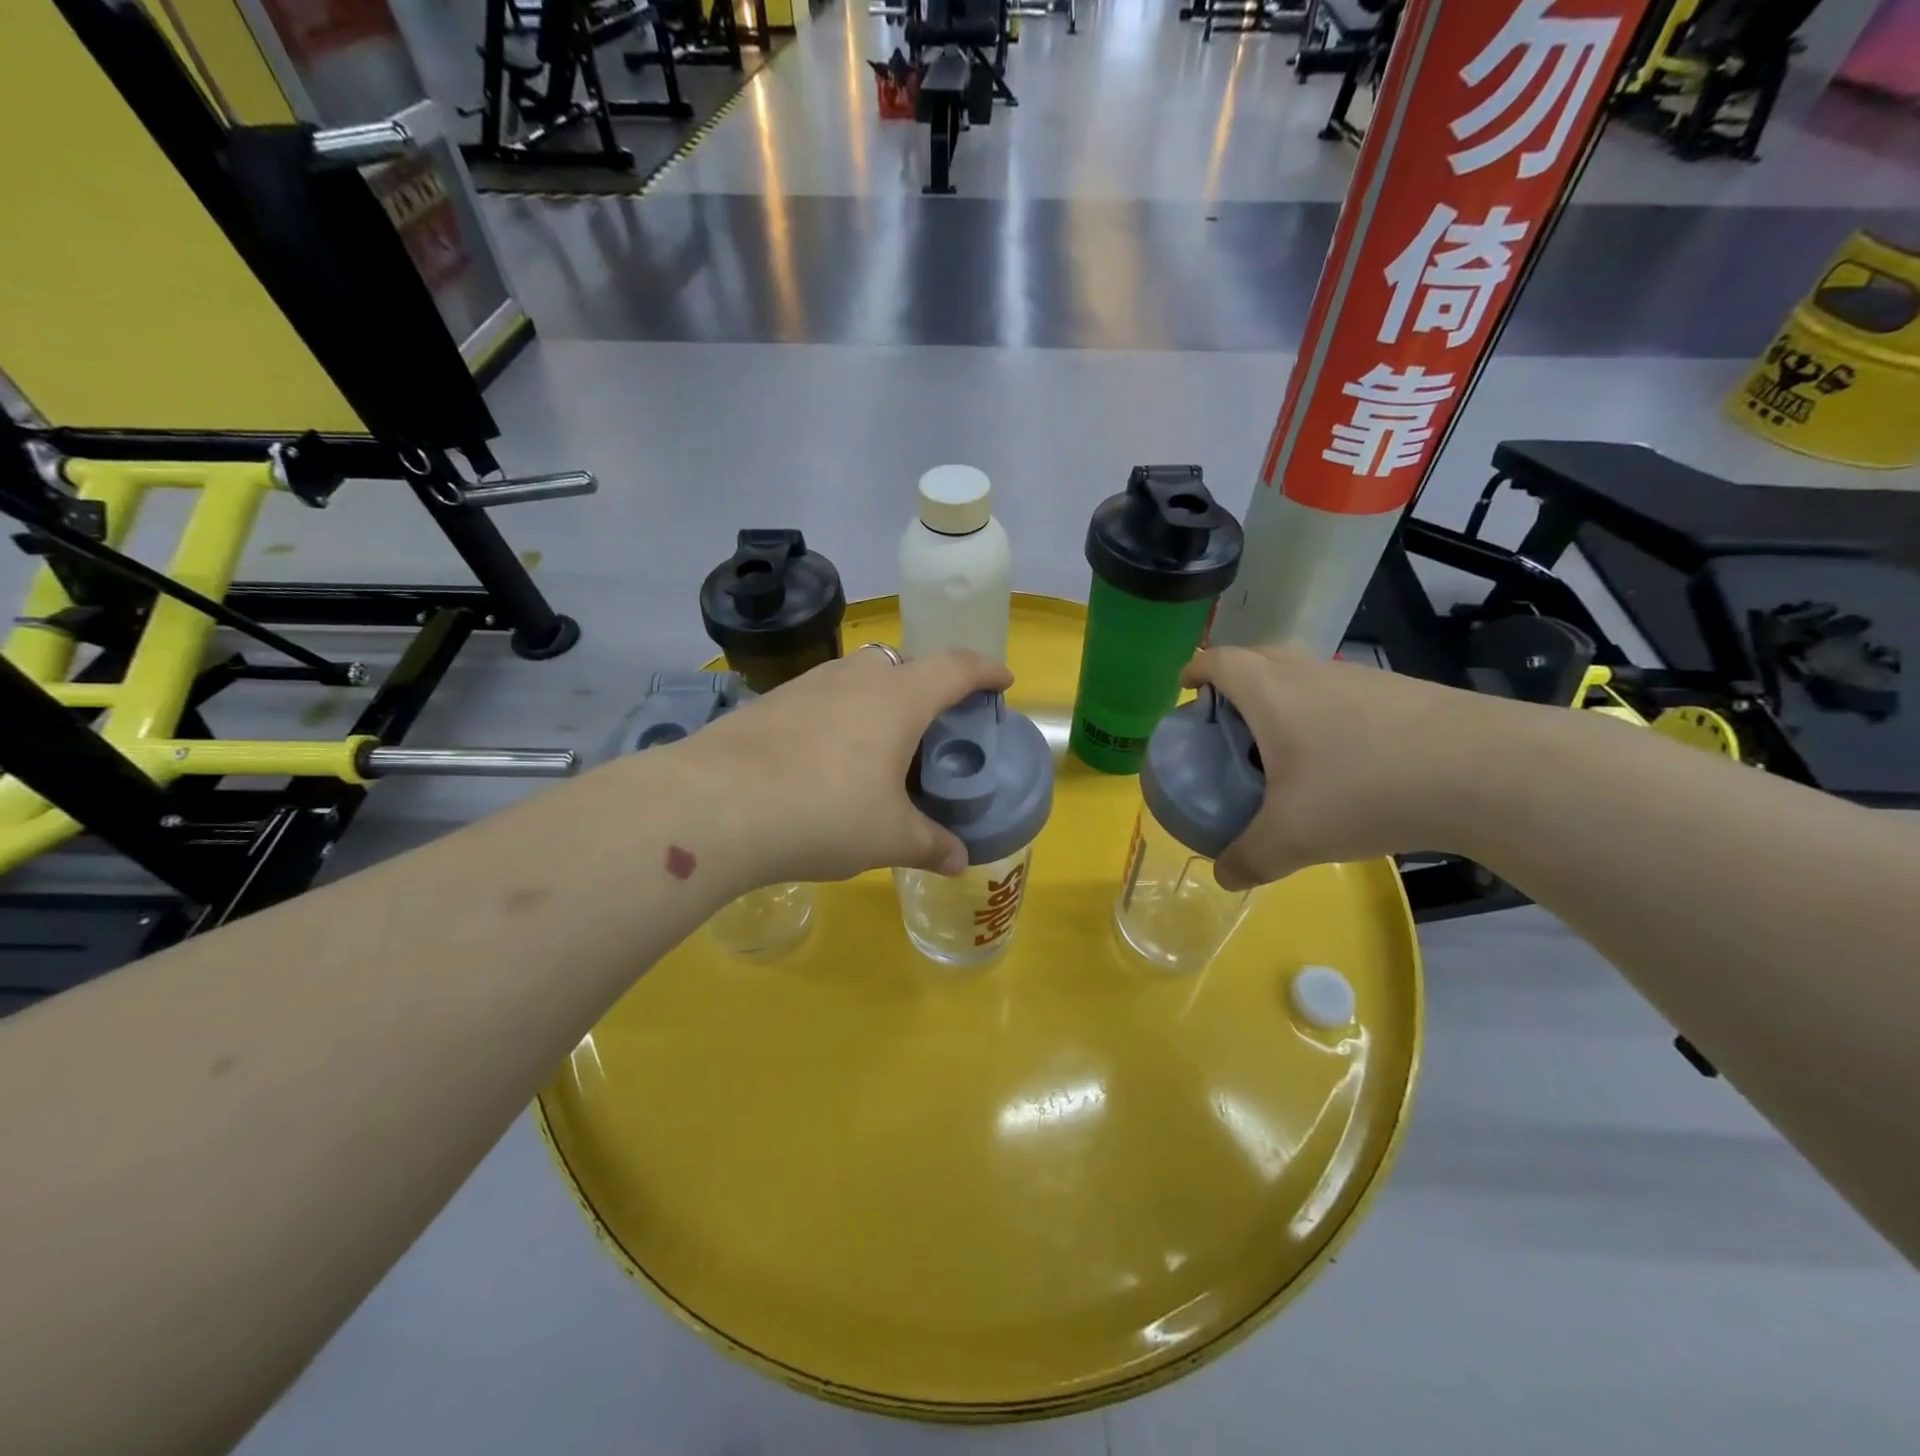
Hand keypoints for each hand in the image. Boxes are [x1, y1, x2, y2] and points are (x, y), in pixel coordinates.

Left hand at [679, 647, 1013, 887]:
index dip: (985, 670)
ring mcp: (808, 684)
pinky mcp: (770, 702)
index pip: (955, 666)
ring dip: (878, 700)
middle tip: (932, 727)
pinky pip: (821, 698)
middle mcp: (856, 677)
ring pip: (858, 678)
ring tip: (878, 746)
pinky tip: (825, 759)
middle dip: (926, 687)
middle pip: (903, 665)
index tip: (1002, 679)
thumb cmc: (824, 813)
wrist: (716, 806)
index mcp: (899, 698)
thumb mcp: (889, 837)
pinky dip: (838, 717)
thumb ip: (930, 844)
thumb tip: (958, 860)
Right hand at [1183, 645, 1492, 889]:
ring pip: (1303, 674)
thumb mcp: (1293, 837)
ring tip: (1281, 743)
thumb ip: (1249, 858)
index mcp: (1271, 691)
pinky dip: (1324, 712)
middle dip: (1233, 681)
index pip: (1219, 661)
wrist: (1485, 771)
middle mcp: (1310, 672)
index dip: (1195, 671)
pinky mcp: (1400, 692)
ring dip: (1281, 696)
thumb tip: (1224, 876)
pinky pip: (1341, 692)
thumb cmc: (1364, 789)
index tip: (1185, 690)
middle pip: (1257, 658)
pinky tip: (1341, 758)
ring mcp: (1360, 677)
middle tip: (1225, 721)